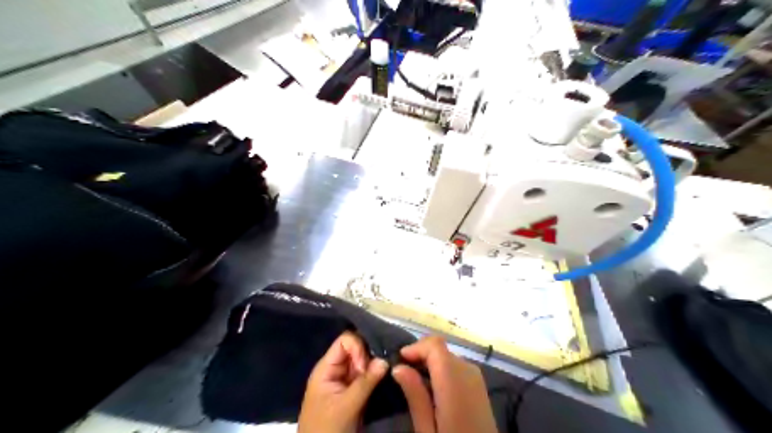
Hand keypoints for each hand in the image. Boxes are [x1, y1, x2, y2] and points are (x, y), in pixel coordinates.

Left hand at [297, 331, 388, 432]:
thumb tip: (385, 359)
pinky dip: (376, 375)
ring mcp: (345, 380)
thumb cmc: (327, 428)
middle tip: (380, 371)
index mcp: (327, 368)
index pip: (345, 341)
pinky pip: (367, 375)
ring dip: (374, 365)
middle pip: (356, 349)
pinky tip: (384, 378)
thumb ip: (365, 382)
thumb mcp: (346, 406)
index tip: (365, 368)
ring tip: (385, 373)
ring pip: (363, 362)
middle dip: (369, 355)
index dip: (358, 348)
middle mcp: (336, 369)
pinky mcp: (354, 391)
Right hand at [395, 335, 496, 432]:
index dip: (416, 347)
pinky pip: (456, 366)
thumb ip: (415, 395)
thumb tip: (398, 367)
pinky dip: (441, 370)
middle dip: (420, 355)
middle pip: (441, 349)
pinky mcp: (479, 385)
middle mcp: (468, 371)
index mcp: (454, 380)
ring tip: (415, 384)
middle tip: (403, 375)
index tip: (399, 361)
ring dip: (430, 363)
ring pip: (447, 356)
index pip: (435, 344)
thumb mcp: (427, 429)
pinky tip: (433, 390)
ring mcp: (476, 377)